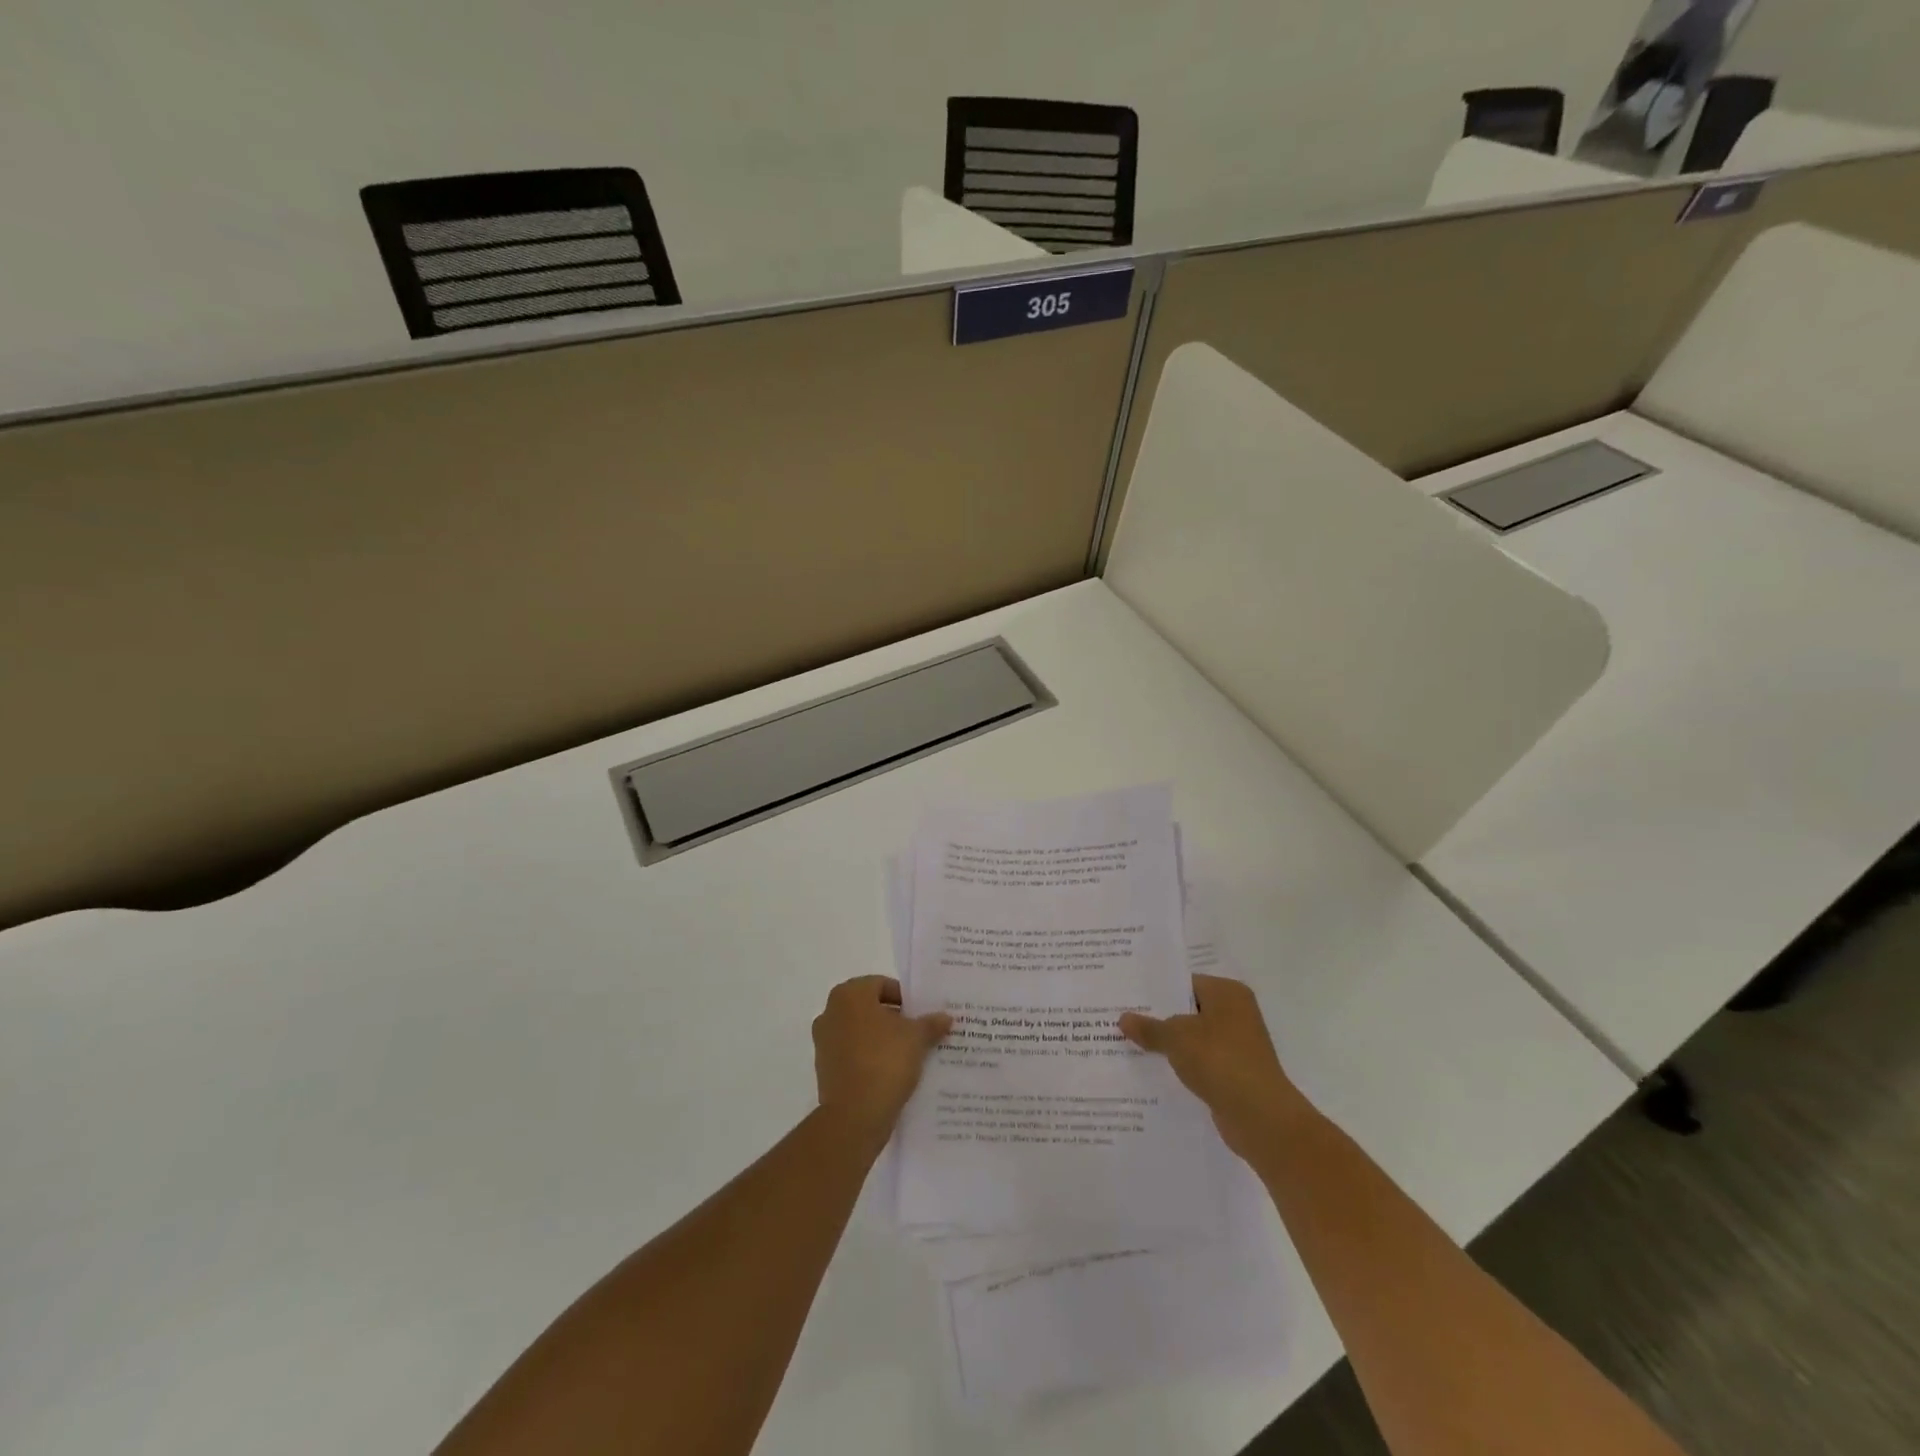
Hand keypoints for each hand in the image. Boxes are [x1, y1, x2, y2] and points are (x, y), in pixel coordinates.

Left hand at [812, 976, 951, 1147]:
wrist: (854, 1116)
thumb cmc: (885, 1061)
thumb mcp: (917, 1038)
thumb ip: (930, 1023)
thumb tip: (945, 1017)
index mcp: (849, 995)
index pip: (882, 985)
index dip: (905, 998)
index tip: (923, 1013)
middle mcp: (831, 1012)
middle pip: (870, 1008)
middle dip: (895, 1019)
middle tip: (920, 1032)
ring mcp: (824, 1043)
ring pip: (861, 1033)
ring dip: (883, 1040)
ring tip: (910, 1054)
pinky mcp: (825, 1070)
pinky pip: (854, 1056)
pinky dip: (871, 1059)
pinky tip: (893, 1073)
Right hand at [1119, 974, 1308, 1160]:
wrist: (1261, 1117)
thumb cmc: (1220, 1061)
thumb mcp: (1176, 1038)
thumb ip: (1149, 1027)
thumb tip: (1123, 1019)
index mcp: (1227, 993)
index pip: (1185, 983)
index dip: (1155, 990)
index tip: (1127, 996)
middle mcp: (1236, 1014)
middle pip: (1188, 1010)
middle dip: (1158, 1018)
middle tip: (1121, 1019)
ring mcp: (1237, 1045)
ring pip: (1193, 1038)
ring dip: (1169, 1044)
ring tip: (1130, 1045)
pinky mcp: (1235, 1073)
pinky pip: (1200, 1062)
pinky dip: (1182, 1065)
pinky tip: (1154, 1071)